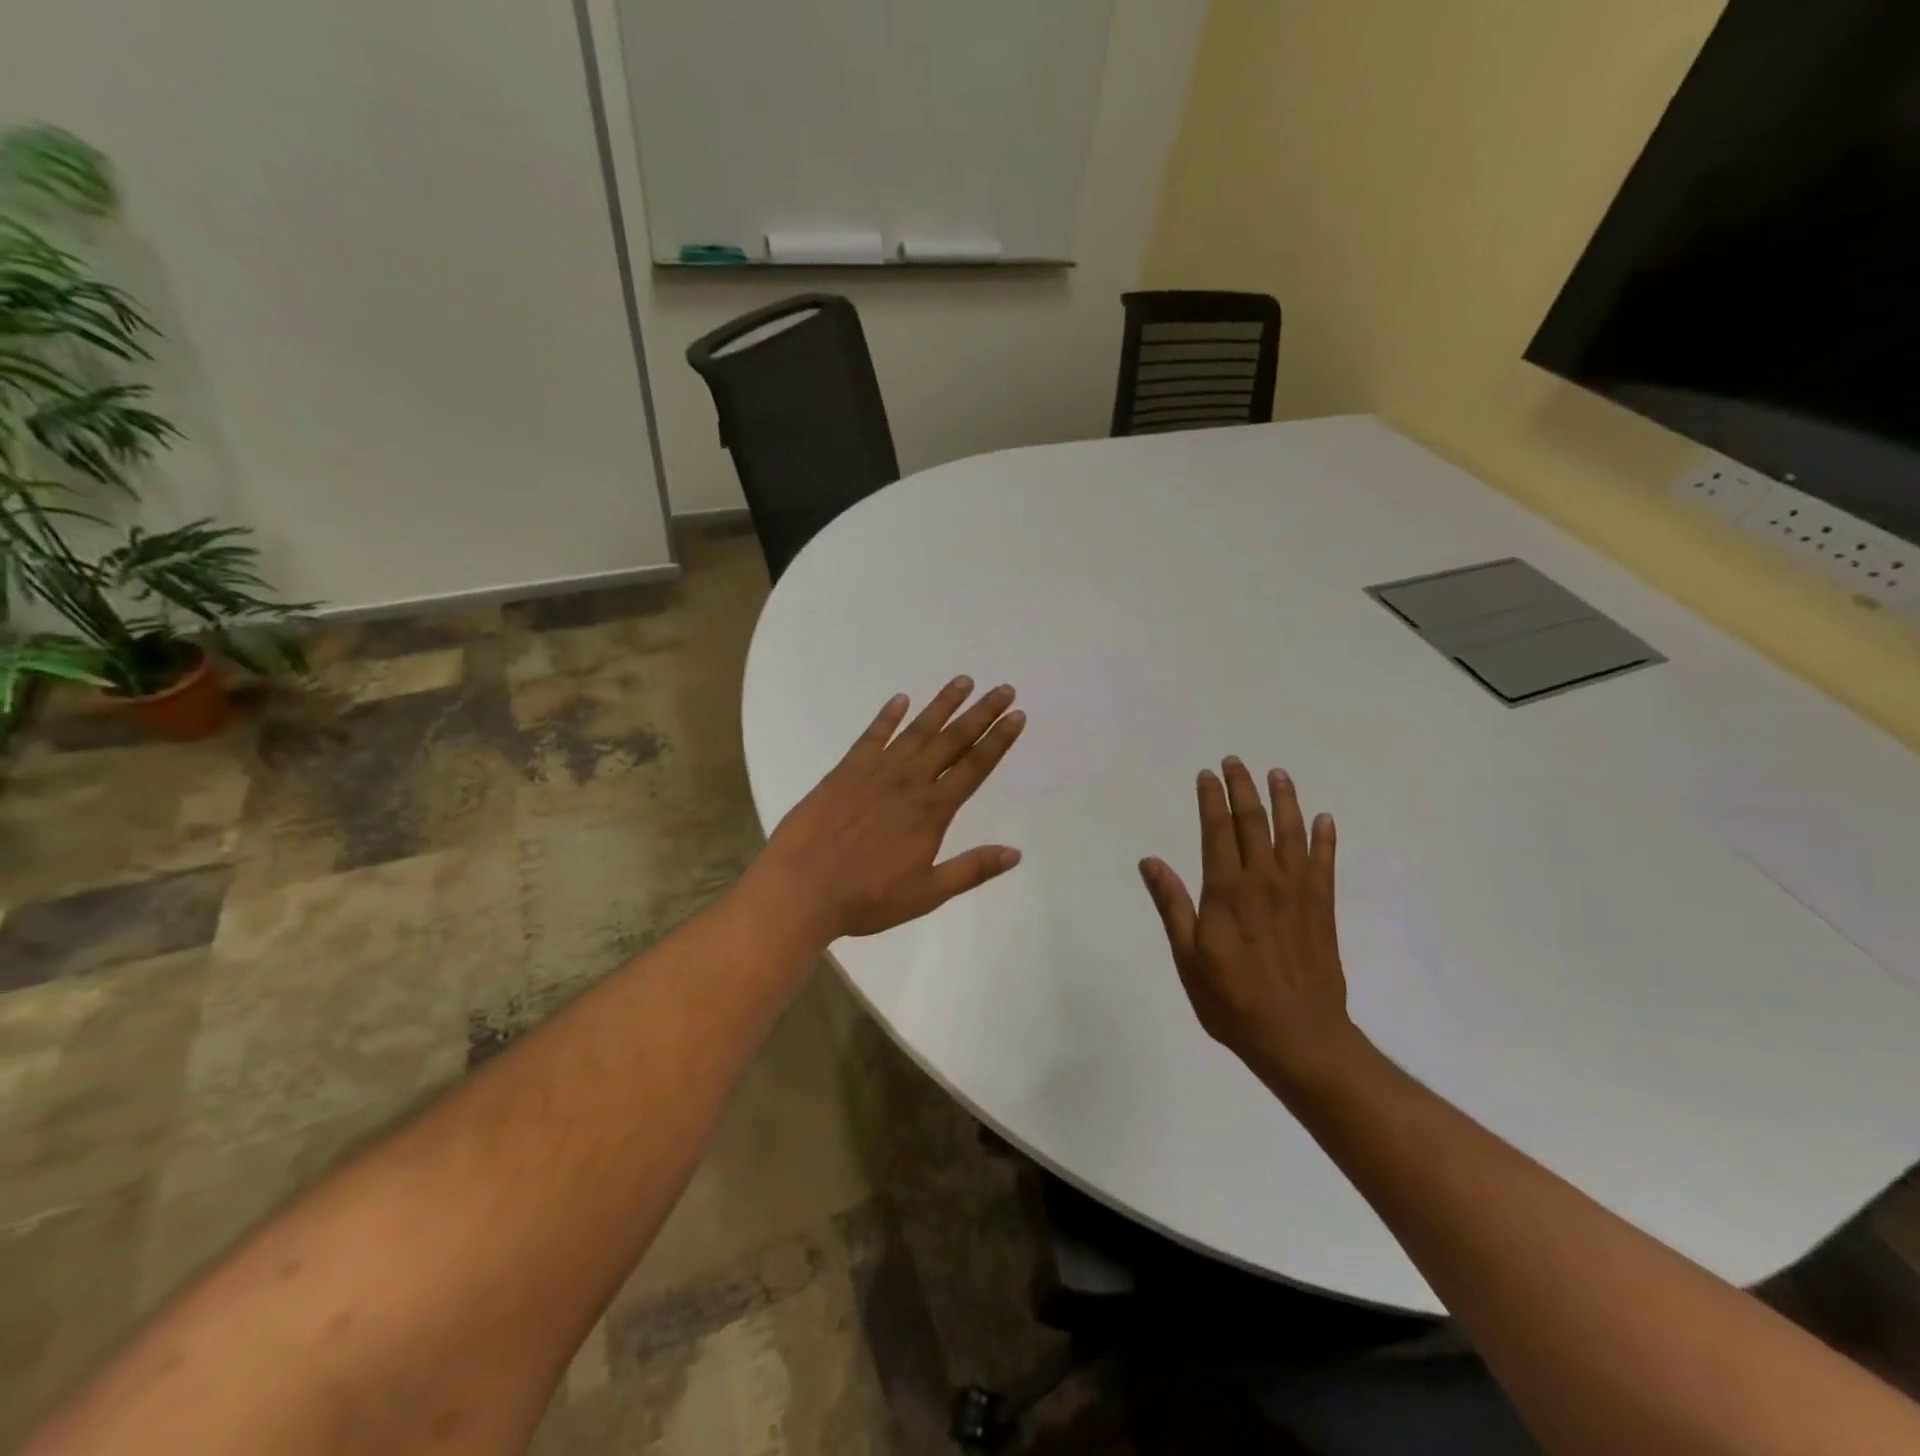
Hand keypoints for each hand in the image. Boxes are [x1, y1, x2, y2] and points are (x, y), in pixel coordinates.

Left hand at [756, 676, 1026, 943]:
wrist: (802, 888)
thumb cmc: (867, 898)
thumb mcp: (926, 894)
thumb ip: (971, 870)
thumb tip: (1015, 853)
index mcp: (932, 810)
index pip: (975, 767)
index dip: (999, 740)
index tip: (1017, 716)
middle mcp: (909, 781)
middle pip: (952, 740)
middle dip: (981, 713)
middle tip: (1003, 688)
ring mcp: (875, 771)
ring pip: (917, 730)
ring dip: (942, 705)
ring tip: (962, 681)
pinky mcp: (845, 770)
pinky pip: (871, 736)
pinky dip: (887, 716)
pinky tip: (900, 700)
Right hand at [1139, 759, 1366, 1095]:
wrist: (1298, 1035)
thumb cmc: (1232, 999)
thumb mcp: (1188, 956)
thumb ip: (1172, 904)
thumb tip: (1151, 861)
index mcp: (1227, 891)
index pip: (1217, 831)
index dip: (1212, 799)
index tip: (1207, 775)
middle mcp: (1264, 881)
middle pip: (1254, 822)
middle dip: (1243, 788)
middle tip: (1236, 762)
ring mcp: (1297, 893)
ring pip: (1292, 834)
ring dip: (1285, 801)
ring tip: (1278, 774)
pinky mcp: (1322, 909)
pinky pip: (1325, 864)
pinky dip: (1325, 839)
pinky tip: (1324, 820)